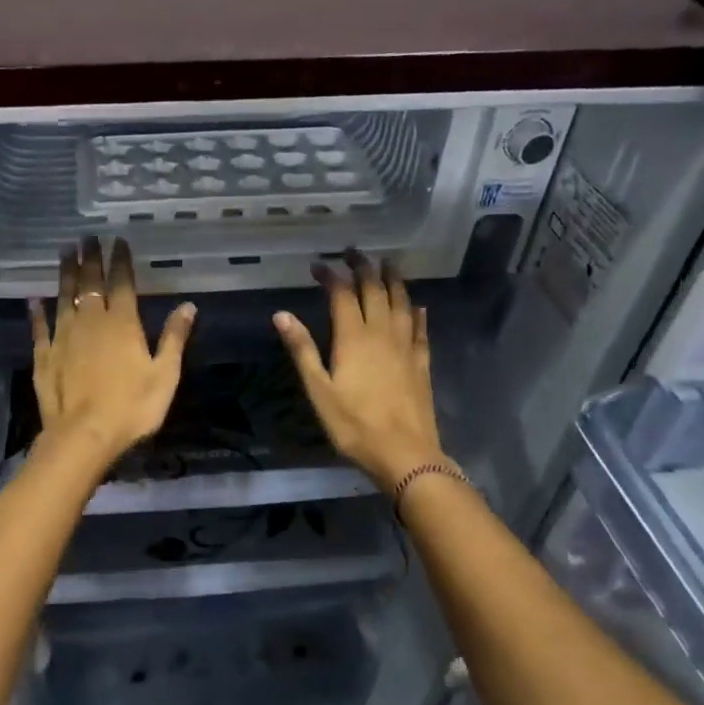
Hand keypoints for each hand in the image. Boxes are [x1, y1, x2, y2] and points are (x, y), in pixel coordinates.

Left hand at [30, 237, 196, 464]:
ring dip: (64, 274)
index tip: (116, 240)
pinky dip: (37, 312)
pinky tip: (33, 299)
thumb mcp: (165, 374)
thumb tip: (188, 305)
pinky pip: (40, 327)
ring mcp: (63, 337)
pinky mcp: (44, 356)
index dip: (120, 260)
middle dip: (89, 258)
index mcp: (122, 323)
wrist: (84, 435)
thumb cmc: (132, 407)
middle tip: (86, 237)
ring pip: (63, 297)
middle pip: (89, 283)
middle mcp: (90, 321)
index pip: (121, 282)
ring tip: (65, 253)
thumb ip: (174, 338)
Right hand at [273, 250, 446, 491]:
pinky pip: (421, 330)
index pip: (342, 294)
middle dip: (364, 268)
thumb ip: (302, 349)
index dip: (331, 275)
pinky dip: (417, 314)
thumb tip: (281, 314)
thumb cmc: (353, 424)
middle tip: (355, 252)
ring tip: (388, 265)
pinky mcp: (422, 363)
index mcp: (353, 338)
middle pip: (375, 291)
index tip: (319, 264)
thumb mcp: (318, 389)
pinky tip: (418, 306)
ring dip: (393, 281)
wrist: (404, 452)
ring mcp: (406, 346)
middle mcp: (382, 333)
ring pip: (401, 303)